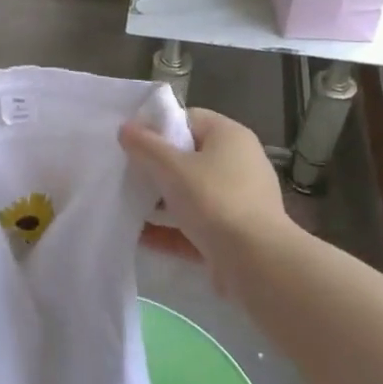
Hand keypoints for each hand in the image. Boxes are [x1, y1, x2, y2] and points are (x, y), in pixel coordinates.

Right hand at [119, 108, 290, 299]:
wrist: (257, 264)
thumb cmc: (214, 201)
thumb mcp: (172, 168)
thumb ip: (145, 146)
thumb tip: (125, 128)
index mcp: (230, 136)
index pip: (189, 119)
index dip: (158, 127)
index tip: (132, 142)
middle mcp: (240, 163)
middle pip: (189, 158)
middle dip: (157, 168)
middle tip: (127, 174)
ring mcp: (240, 201)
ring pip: (192, 194)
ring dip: (162, 202)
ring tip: (129, 206)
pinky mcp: (235, 235)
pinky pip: (197, 225)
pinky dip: (172, 230)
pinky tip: (141, 237)